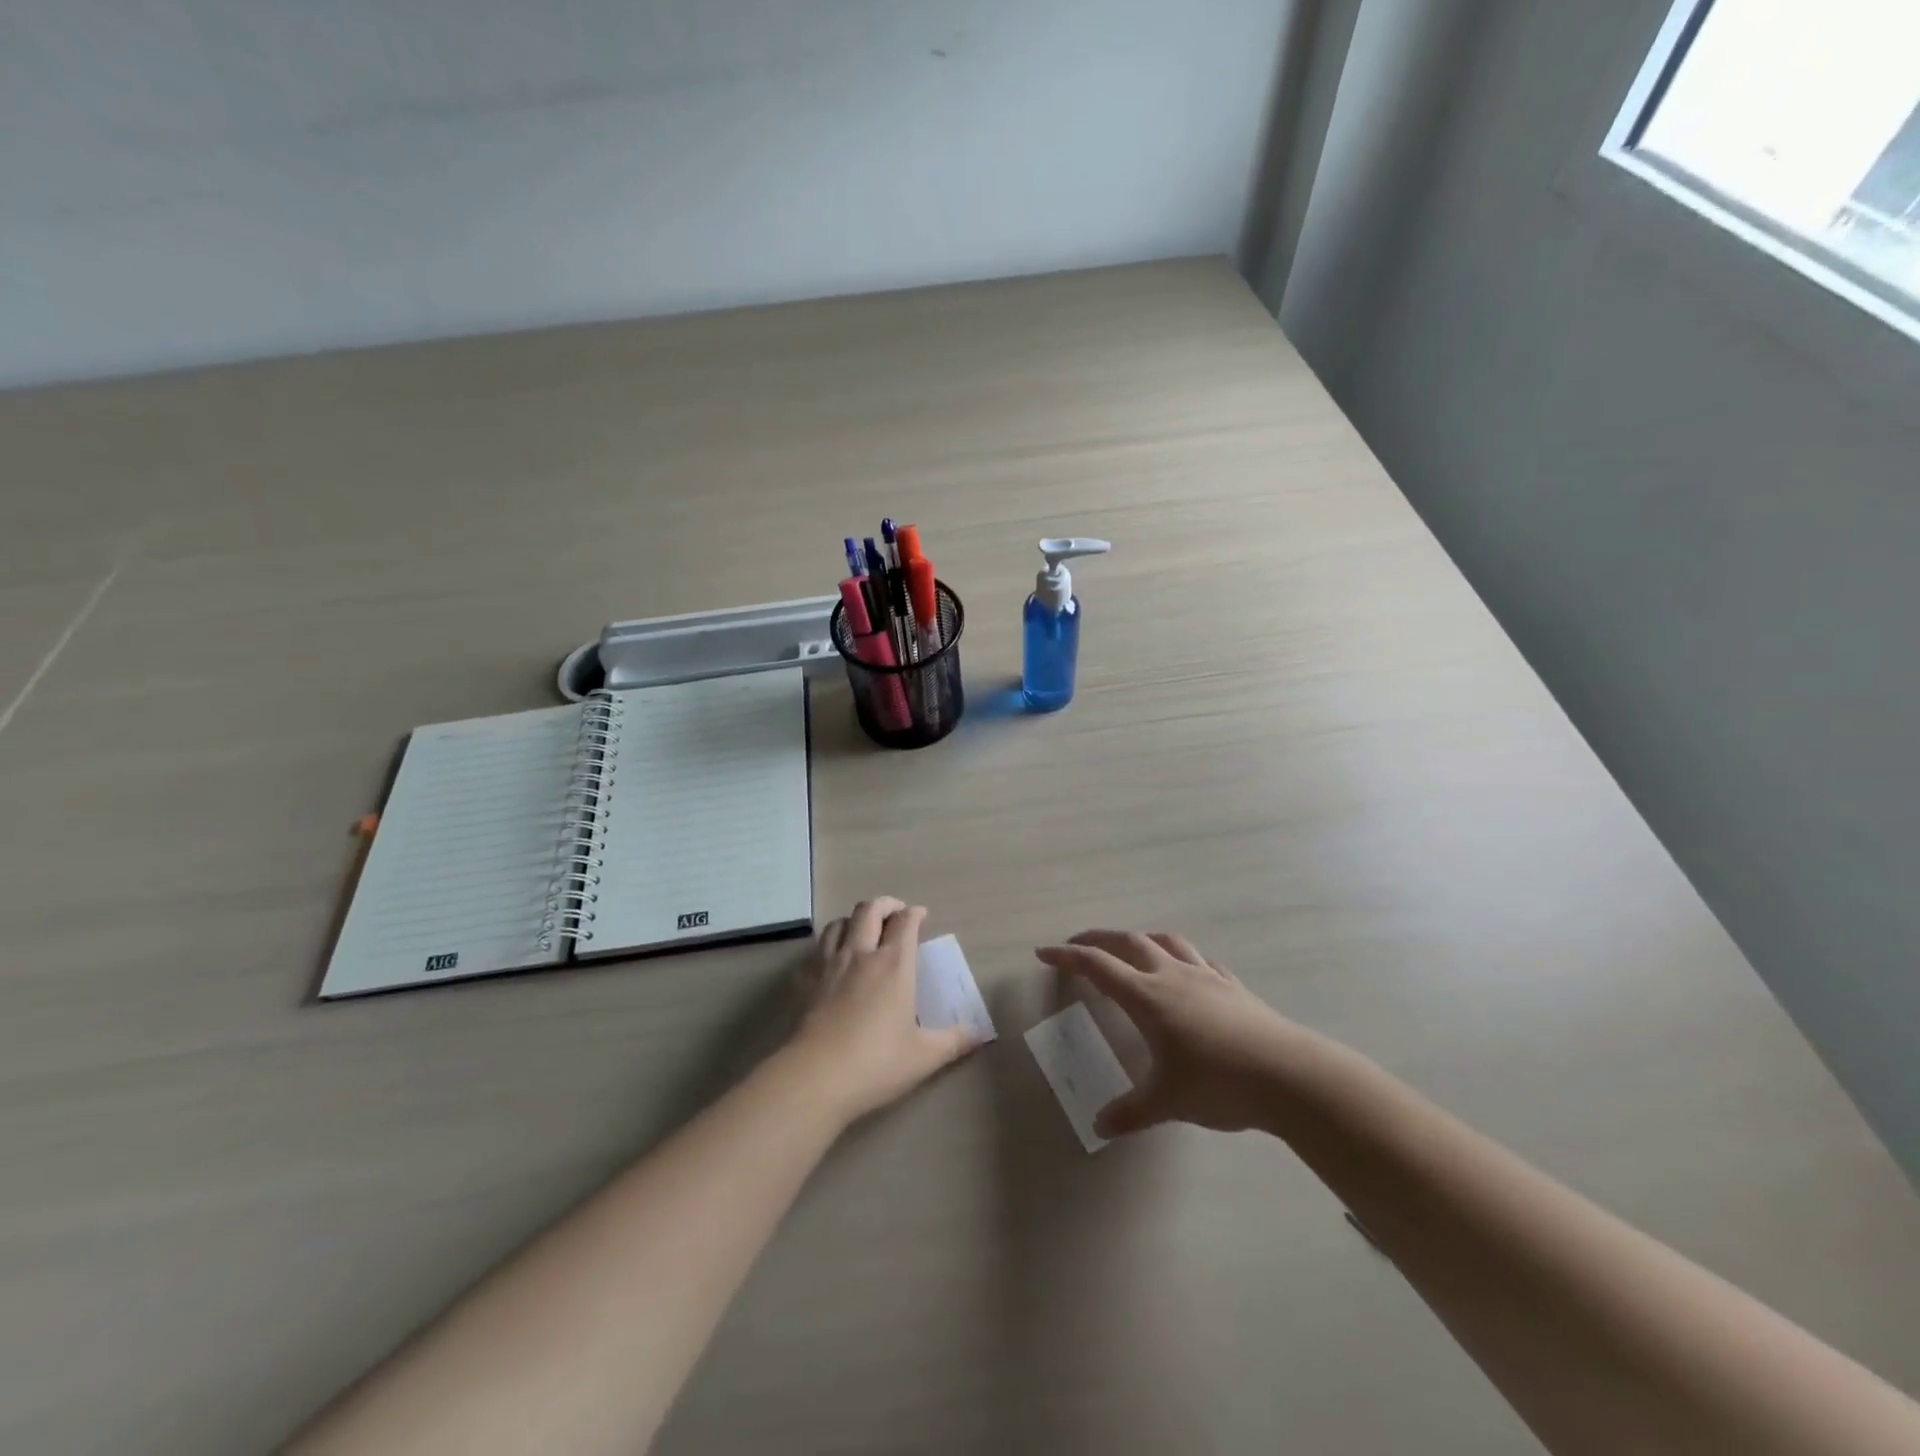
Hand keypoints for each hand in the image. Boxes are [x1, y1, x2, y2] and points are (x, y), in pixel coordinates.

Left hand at [788, 897, 979, 1124]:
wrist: (815, 1077)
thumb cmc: (876, 1063)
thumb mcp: (924, 1056)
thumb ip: (955, 1041)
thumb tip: (980, 1034)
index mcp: (894, 964)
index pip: (905, 922)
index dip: (915, 914)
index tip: (921, 916)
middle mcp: (861, 953)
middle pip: (869, 909)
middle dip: (885, 904)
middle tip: (896, 913)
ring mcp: (829, 964)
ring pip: (839, 922)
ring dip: (854, 919)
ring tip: (863, 930)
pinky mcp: (805, 980)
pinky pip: (818, 948)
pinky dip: (829, 944)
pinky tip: (833, 960)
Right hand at [1037, 930, 1307, 1136]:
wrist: (1289, 1075)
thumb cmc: (1219, 1083)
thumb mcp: (1168, 1102)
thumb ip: (1130, 1112)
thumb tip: (1100, 1127)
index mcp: (1148, 997)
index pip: (1097, 966)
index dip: (1067, 957)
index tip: (1044, 952)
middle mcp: (1172, 976)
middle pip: (1127, 942)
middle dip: (1097, 938)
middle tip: (1077, 945)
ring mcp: (1205, 976)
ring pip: (1165, 942)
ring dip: (1140, 939)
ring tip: (1129, 948)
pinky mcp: (1232, 986)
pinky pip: (1199, 960)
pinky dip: (1180, 957)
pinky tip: (1185, 972)